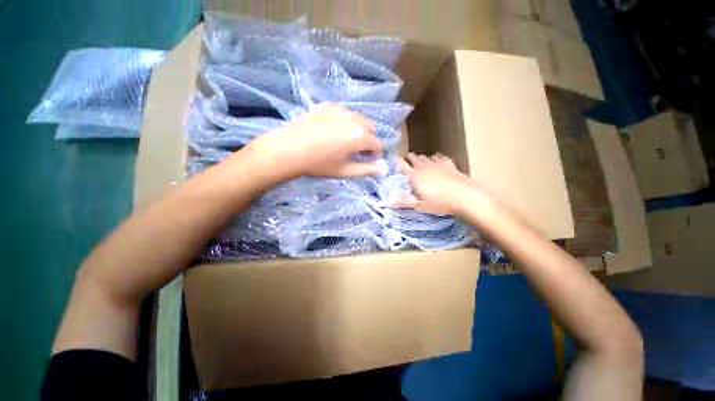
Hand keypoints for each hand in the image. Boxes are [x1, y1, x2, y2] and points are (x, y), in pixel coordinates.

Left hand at [246, 103, 382, 179]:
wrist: (289, 149)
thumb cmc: (319, 164)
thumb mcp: (345, 171)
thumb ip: (366, 170)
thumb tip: (383, 170)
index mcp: (360, 136)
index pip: (378, 144)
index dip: (375, 154)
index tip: (367, 160)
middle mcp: (354, 119)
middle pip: (371, 128)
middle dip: (369, 140)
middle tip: (356, 151)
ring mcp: (340, 109)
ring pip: (359, 118)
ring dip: (358, 130)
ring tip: (344, 141)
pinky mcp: (328, 106)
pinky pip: (344, 113)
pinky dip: (345, 122)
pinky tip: (332, 131)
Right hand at [393, 152, 487, 215]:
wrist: (466, 196)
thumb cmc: (440, 203)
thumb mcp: (420, 206)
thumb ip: (403, 203)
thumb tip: (387, 203)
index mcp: (415, 176)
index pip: (403, 165)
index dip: (398, 162)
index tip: (395, 163)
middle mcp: (424, 167)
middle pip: (414, 157)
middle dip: (409, 158)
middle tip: (407, 163)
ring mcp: (437, 164)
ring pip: (425, 156)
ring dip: (421, 159)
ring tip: (420, 163)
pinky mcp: (449, 164)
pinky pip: (439, 157)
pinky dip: (435, 158)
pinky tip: (436, 161)